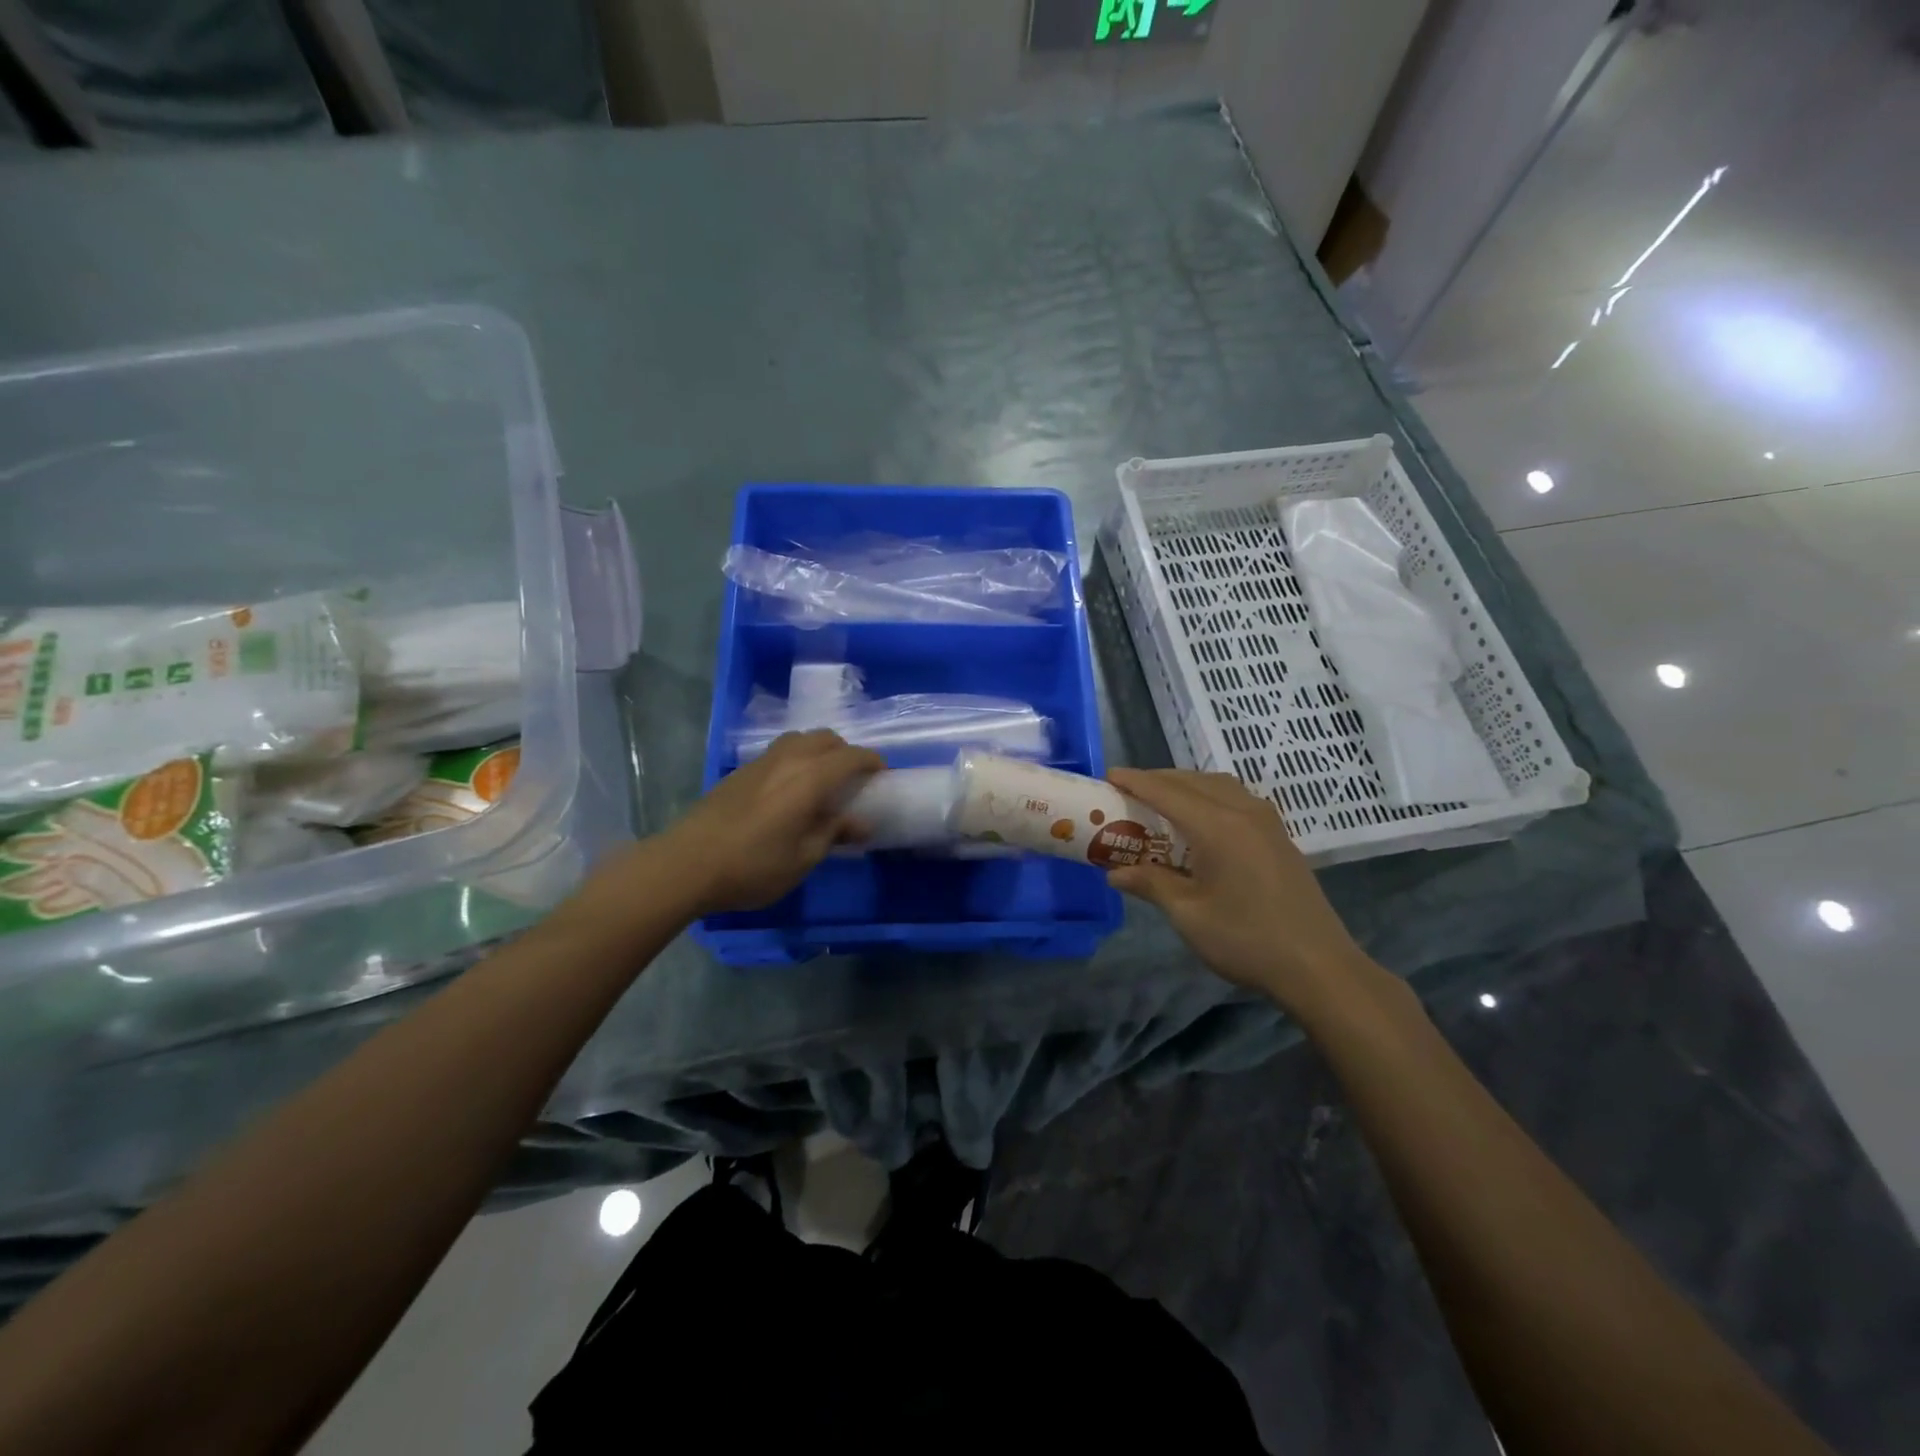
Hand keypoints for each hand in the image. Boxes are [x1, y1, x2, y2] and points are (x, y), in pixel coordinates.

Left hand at [661, 731, 884, 915]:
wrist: (686, 863)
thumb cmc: (753, 866)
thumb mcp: (803, 858)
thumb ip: (834, 833)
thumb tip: (861, 822)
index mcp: (810, 778)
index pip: (851, 756)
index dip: (872, 762)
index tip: (883, 775)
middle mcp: (788, 759)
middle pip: (826, 738)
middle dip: (846, 752)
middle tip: (853, 779)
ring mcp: (761, 762)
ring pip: (800, 739)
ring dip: (819, 750)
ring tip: (823, 780)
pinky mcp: (740, 771)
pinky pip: (780, 751)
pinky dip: (797, 758)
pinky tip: (791, 788)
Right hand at [1105, 768, 1373, 1015]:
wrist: (1318, 966)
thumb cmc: (1246, 939)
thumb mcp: (1188, 915)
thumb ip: (1151, 884)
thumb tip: (1114, 874)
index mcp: (1217, 826)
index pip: (1167, 792)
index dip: (1135, 781)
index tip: (1108, 775)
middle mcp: (1243, 812)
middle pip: (1193, 781)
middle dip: (1158, 780)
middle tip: (1128, 792)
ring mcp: (1267, 822)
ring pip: (1219, 785)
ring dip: (1187, 785)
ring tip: (1161, 801)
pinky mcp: (1279, 836)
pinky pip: (1238, 798)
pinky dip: (1210, 796)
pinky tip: (1201, 819)